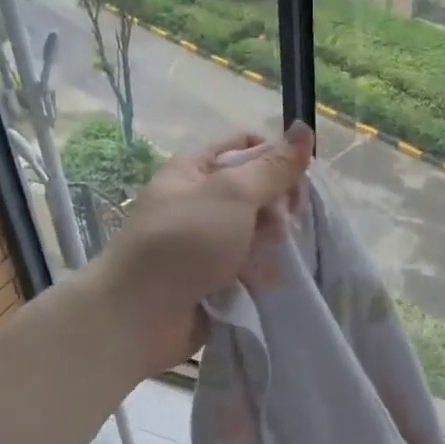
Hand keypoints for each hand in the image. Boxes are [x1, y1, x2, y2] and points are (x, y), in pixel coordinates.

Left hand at [90, 123, 312, 378]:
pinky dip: (262, 270)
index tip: (299, 179)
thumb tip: (304, 128)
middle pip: (256, 190)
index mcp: (195, 169)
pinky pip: (249, 265)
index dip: (276, 156)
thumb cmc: (185, 242)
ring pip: (257, 230)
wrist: (140, 315)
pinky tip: (269, 280)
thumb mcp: (233, 194)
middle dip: (278, 204)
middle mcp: (200, 201)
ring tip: (273, 258)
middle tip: (283, 225)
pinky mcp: (213, 278)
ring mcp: (206, 242)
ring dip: (272, 241)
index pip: (246, 145)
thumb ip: (273, 166)